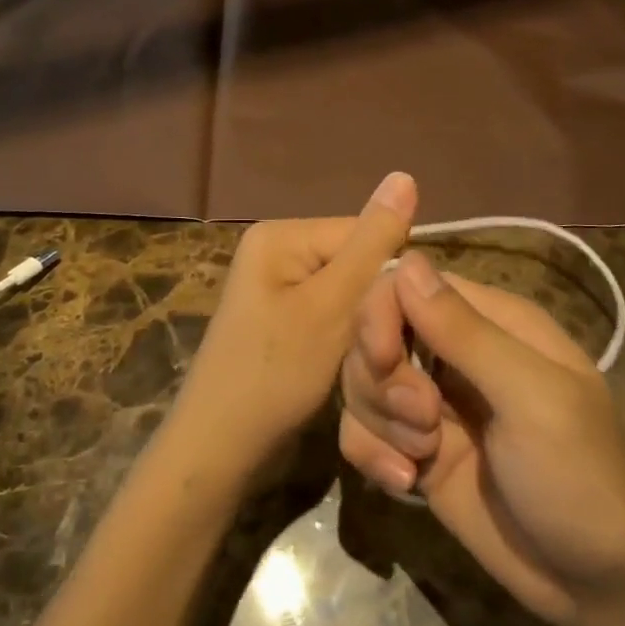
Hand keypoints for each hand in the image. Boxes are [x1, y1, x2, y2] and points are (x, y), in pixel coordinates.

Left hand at [168, 172, 417, 478]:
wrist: (219, 450)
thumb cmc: (274, 375)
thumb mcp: (331, 307)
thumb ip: (372, 244)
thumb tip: (405, 175)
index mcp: (281, 236)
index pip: (363, 233)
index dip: (391, 278)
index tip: (405, 324)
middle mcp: (277, 252)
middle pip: (356, 265)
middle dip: (376, 307)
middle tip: (386, 353)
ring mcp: (277, 289)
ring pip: (349, 296)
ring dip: (365, 329)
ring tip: (370, 364)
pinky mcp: (283, 322)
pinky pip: (331, 317)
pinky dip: (347, 341)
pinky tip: (351, 368)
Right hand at [339, 252, 624, 625]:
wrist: (598, 588)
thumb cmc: (581, 478)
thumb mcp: (533, 399)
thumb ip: (466, 332)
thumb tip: (406, 260)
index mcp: (491, 322)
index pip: (407, 284)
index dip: (381, 313)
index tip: (384, 359)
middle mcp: (454, 353)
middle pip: (374, 332)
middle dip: (382, 379)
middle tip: (423, 421)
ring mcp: (431, 404)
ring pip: (362, 382)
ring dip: (379, 421)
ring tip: (422, 459)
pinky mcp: (415, 450)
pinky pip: (361, 430)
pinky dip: (371, 454)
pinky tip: (405, 484)